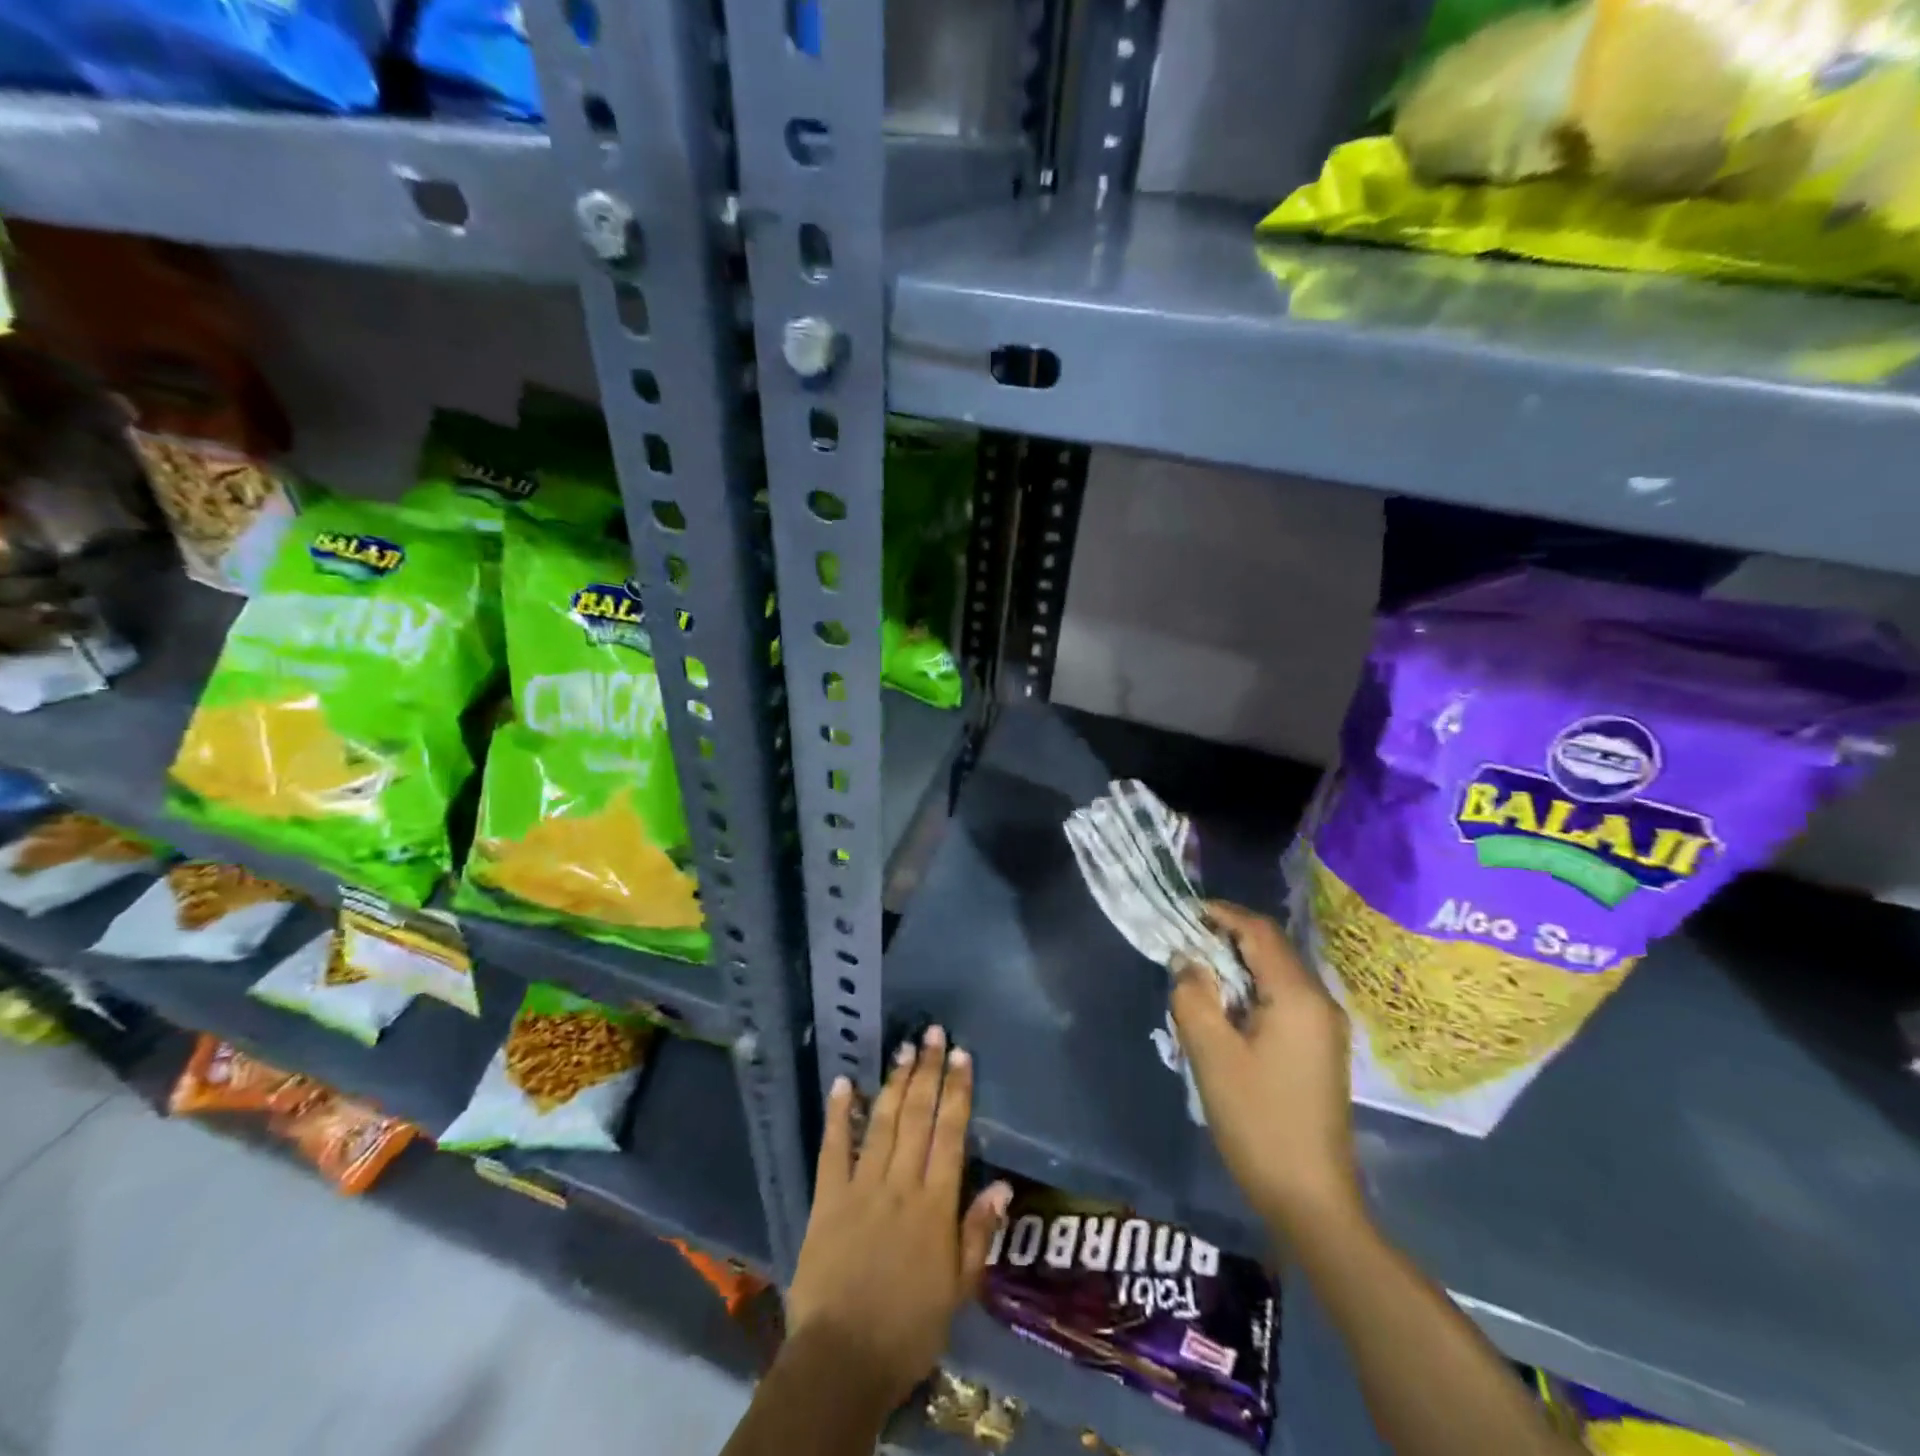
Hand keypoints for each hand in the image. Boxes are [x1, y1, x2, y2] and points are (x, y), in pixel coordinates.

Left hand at [785, 1027, 1012, 1414]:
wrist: (843, 1360)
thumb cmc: (908, 1329)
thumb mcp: (958, 1291)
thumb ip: (978, 1234)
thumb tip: (1002, 1184)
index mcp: (935, 1205)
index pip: (950, 1135)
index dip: (957, 1092)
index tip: (960, 1055)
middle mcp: (901, 1184)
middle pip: (918, 1117)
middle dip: (927, 1072)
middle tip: (932, 1034)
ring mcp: (862, 1187)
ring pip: (883, 1123)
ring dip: (894, 1083)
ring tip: (904, 1049)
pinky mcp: (828, 1198)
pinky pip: (834, 1148)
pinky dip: (838, 1114)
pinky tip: (843, 1082)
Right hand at [1171, 901, 1360, 1234]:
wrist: (1311, 1199)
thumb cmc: (1259, 1121)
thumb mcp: (1212, 1055)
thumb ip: (1193, 997)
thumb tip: (1187, 962)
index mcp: (1297, 996)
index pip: (1259, 932)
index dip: (1221, 914)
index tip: (1183, 913)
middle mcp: (1319, 1002)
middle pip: (1271, 949)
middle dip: (1227, 939)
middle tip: (1184, 946)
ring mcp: (1325, 1028)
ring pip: (1276, 975)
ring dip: (1238, 967)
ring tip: (1197, 978)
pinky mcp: (1321, 1049)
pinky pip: (1283, 1000)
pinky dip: (1251, 992)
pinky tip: (1225, 1012)